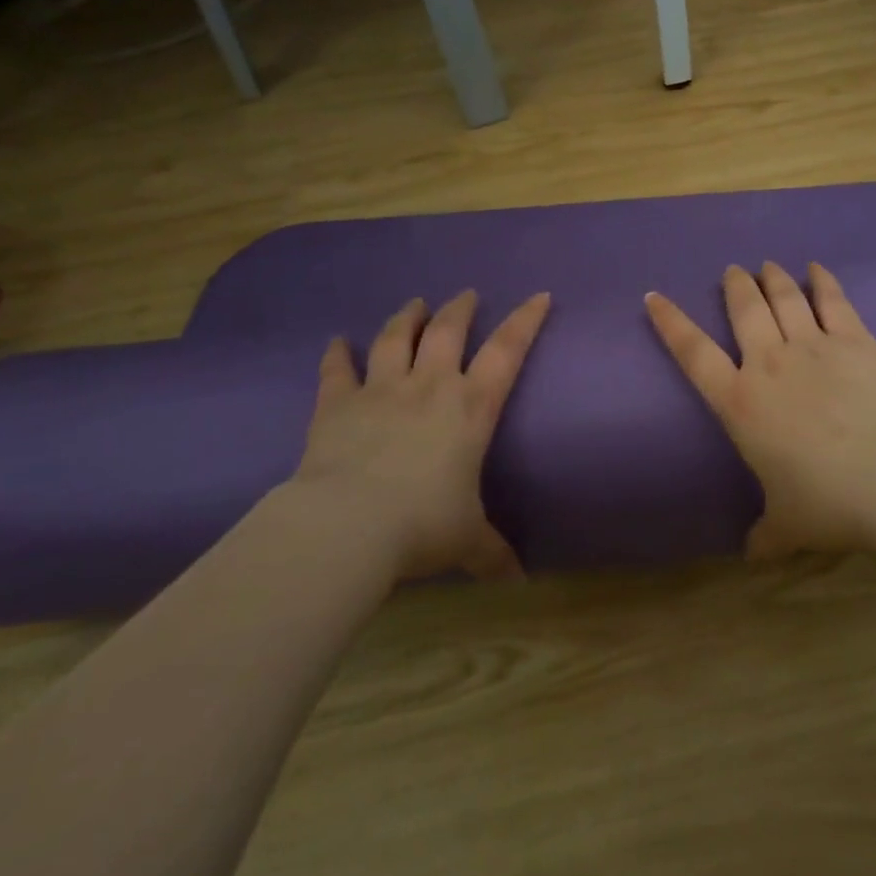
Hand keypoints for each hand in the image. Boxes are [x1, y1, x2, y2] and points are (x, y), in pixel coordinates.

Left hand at [294, 290, 550, 580]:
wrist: (348, 526)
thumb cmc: (422, 525)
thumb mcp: (466, 540)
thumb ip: (491, 552)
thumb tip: (518, 581)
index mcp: (470, 408)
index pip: (507, 351)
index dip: (526, 320)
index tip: (539, 295)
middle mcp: (429, 386)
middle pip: (447, 331)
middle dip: (460, 309)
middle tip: (466, 295)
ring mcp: (381, 390)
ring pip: (395, 338)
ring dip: (406, 317)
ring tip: (414, 303)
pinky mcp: (338, 405)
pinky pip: (337, 371)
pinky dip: (336, 354)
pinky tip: (336, 341)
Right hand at [645, 263, 875, 558]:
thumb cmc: (826, 501)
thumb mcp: (787, 525)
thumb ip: (766, 534)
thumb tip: (753, 554)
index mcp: (741, 403)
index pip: (694, 354)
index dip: (671, 323)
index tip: (654, 296)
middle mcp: (769, 363)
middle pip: (745, 310)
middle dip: (735, 286)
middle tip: (733, 271)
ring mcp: (813, 346)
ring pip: (785, 299)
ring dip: (773, 279)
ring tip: (767, 265)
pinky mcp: (854, 340)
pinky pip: (834, 301)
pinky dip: (823, 281)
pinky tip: (817, 268)